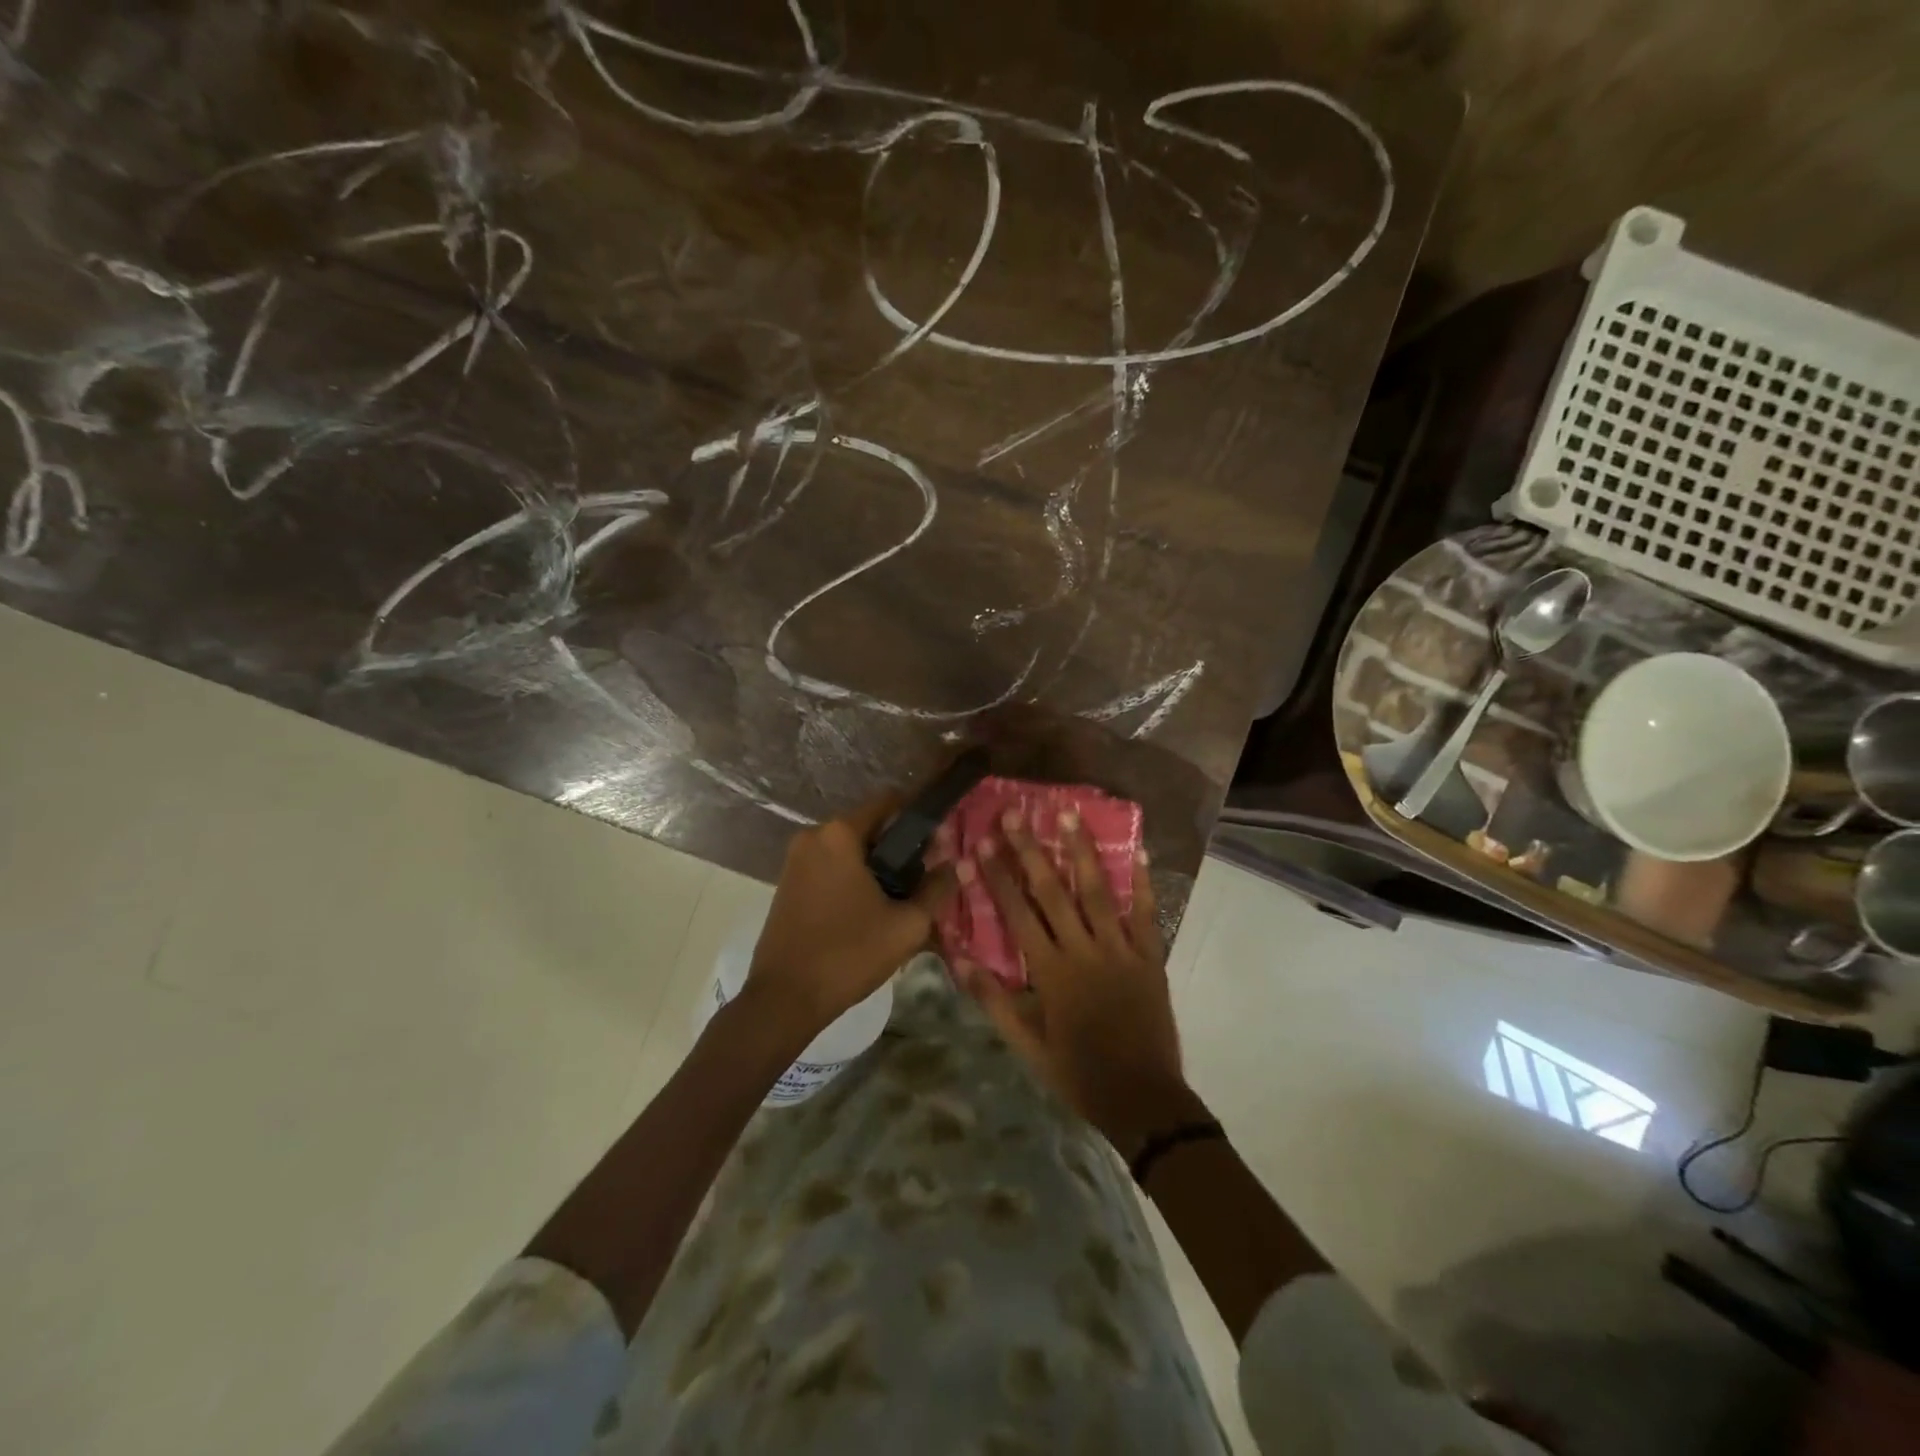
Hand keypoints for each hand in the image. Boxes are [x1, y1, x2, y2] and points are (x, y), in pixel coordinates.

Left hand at [744, 790, 955, 1044]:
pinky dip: (852, 879)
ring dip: (876, 866)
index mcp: (840, 833)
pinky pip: (830, 867)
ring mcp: (796, 859)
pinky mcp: (787, 882)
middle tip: (924, 878)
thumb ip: (936, 889)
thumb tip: (951, 866)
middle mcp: (814, 835)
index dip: (919, 817)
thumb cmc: (849, 954)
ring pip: (850, 849)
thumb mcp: (907, 925)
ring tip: (900, 899)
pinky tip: (869, 910)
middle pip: (870, 827)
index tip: (940, 840)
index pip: (889, 802)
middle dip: (899, 848)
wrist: (784, 999)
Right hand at [958, 807, 1199, 1156]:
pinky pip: (1146, 914)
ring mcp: (1121, 950)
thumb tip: (959, 958)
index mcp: (1051, 972)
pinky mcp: (1150, 958)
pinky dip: (1142, 882)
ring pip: (1097, 892)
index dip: (996, 878)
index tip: (980, 845)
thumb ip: (993, 1000)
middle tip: (1015, 814)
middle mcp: (1084, 951)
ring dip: (1081, 850)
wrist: (1142, 1099)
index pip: (1017, 915)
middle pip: (1052, 892)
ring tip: (1069, 813)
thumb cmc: (1078, 1072)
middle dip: (1031, 851)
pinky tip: (1137, 850)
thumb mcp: (1026, 1045)